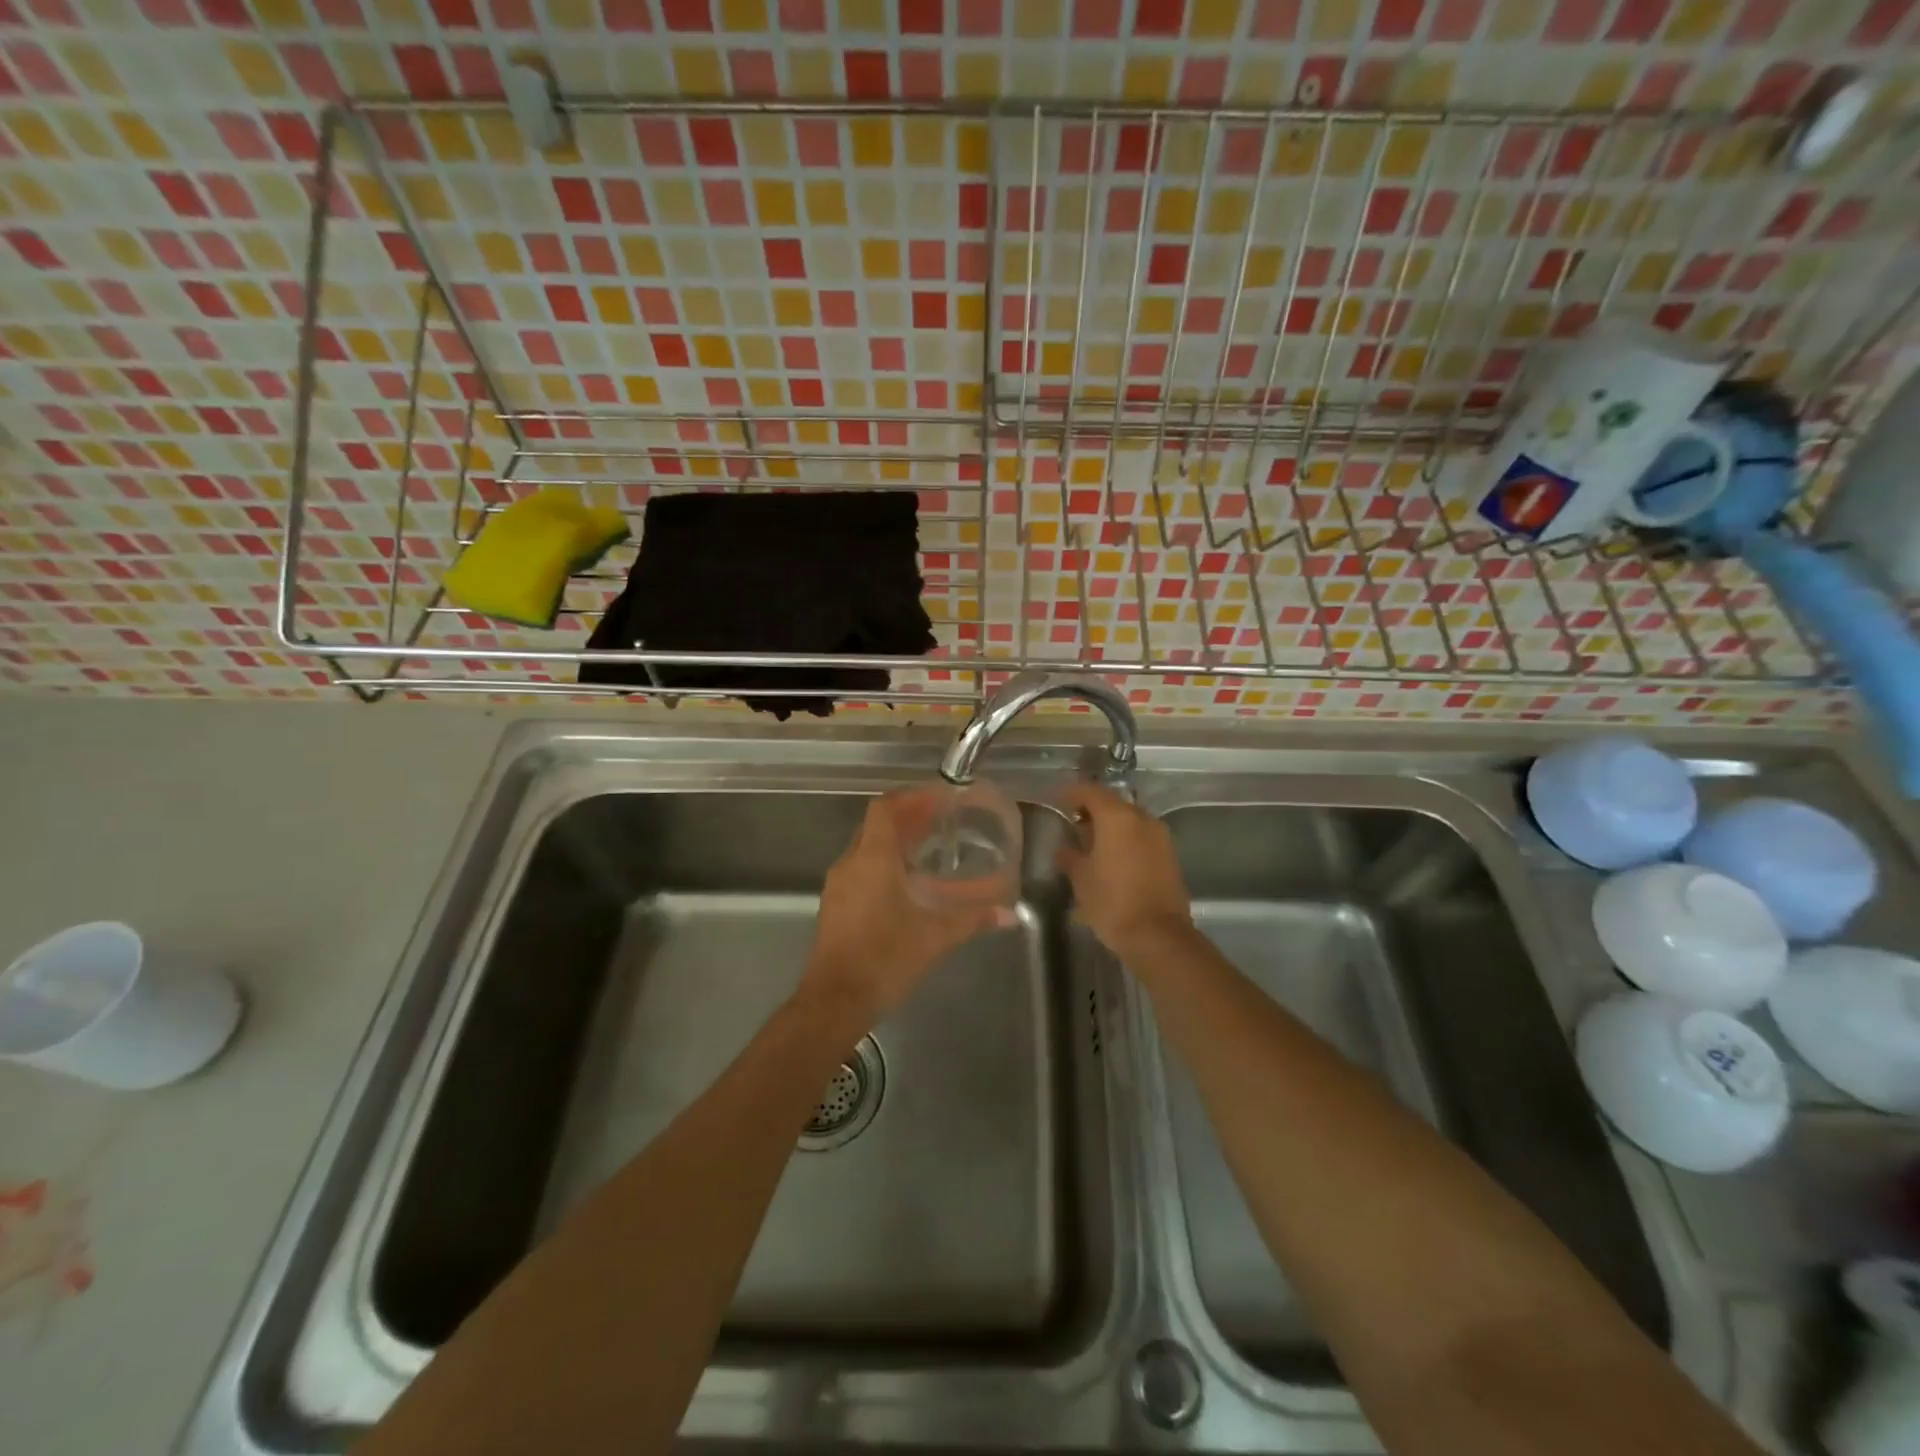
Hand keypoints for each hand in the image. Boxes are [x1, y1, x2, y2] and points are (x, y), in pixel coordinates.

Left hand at [801, 790, 1012, 1025]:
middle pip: (875, 826)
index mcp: (872, 859)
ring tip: (926, 850)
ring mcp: (838, 886)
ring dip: (893, 843)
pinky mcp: (834, 906)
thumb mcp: (935, 937)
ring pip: (865, 849)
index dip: (910, 798)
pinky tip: (905, 885)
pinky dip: (882, 865)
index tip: (937, 799)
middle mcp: (851, 864)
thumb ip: (972, 919)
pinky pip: (859, 870)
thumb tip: (1009, 914)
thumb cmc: (884, 958)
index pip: (884, 808)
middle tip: (939, 822)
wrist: (835, 1001)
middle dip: (906, 819)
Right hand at [1055, 783, 1194, 953]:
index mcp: (1117, 817)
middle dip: (1091, 810)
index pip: (1090, 791)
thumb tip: (1065, 848)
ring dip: (1110, 825)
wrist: (1158, 936)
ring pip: (1129, 819)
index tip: (1057, 801)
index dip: (1071, 793)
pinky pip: (1142, 836)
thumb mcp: (1081, 879)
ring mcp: (1160, 836)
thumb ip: (1070, 856)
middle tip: (1072, 824)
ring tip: (1091, 844)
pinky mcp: (1169, 854)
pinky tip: (1112, 858)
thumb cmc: (1112, 902)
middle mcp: (1142, 818)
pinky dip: (1125, 839)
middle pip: (1112, 803)